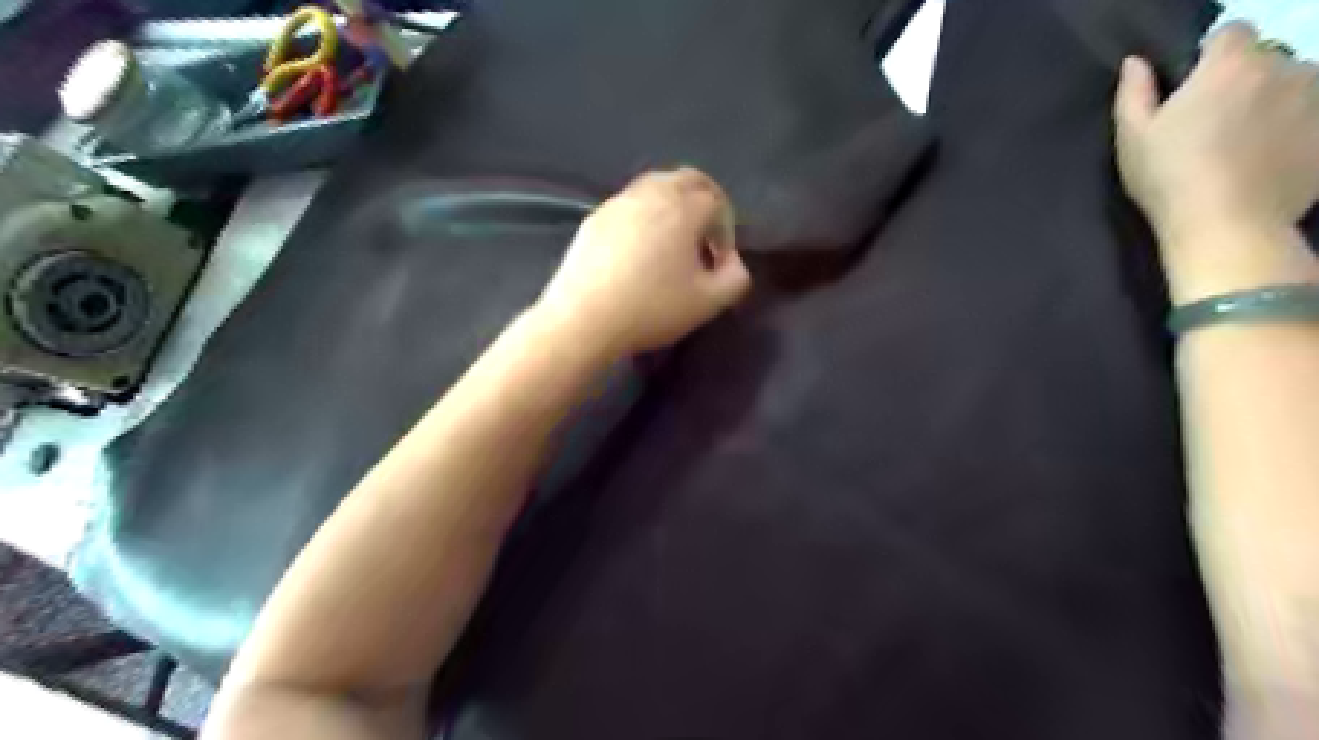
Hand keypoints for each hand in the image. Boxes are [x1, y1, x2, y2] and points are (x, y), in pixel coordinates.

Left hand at [530, 172, 746, 360]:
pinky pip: (629, 205)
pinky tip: (638, 251)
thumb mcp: (708, 302)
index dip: (725, 231)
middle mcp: (652, 193)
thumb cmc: (652, 308)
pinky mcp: (594, 218)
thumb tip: (732, 263)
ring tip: (672, 243)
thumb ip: (736, 278)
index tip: (718, 262)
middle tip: (705, 238)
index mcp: (684, 207)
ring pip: (656, 187)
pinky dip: (644, 216)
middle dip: (705, 203)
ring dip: (674, 206)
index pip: (717, 202)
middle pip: (688, 179)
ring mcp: (618, 202)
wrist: (584, 318)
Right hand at [1117, 22, 1318, 238]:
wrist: (1226, 225)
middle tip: (1212, 127)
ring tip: (1243, 148)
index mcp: (1230, 65)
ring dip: (1273, 105)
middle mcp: (1285, 67)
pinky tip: (1264, 165)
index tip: (1191, 91)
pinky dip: (1293, 134)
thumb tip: (1135, 63)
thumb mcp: (1132, 138)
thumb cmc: (1168, 177)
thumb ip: (1133, 94)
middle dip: (1244, 83)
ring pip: (1293, 89)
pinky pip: (1309, 121)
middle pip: (1265, 62)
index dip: (1209, 58)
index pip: (1230, 32)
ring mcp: (1318, 98)